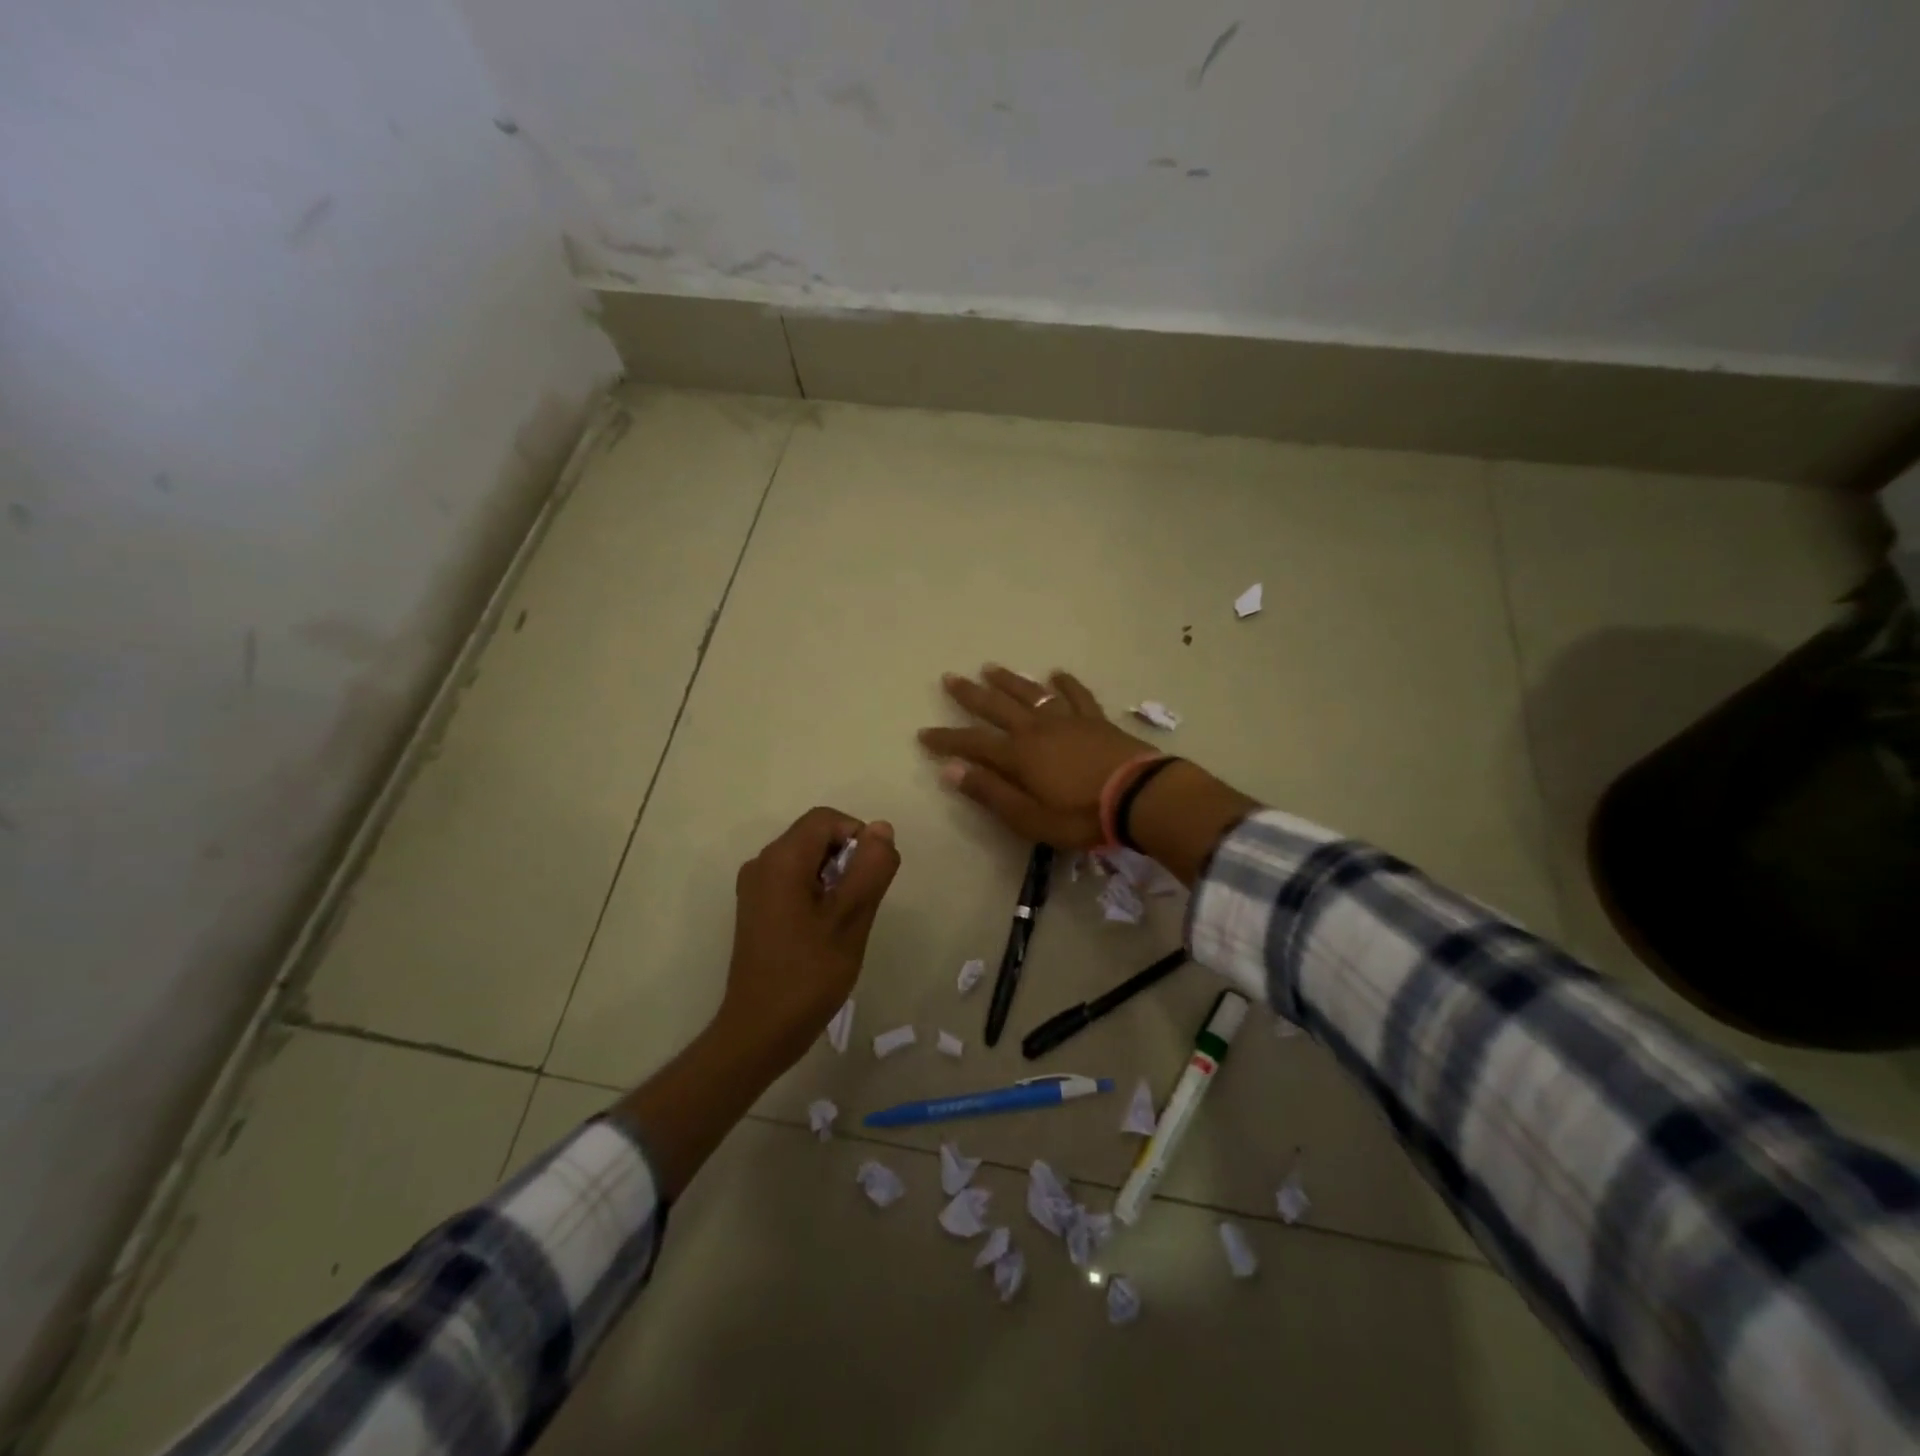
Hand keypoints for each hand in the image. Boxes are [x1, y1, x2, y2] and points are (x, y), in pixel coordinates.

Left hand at [718, 806, 900, 1070]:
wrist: (759, 1032)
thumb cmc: (809, 974)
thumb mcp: (851, 919)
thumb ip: (871, 868)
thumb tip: (882, 828)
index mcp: (781, 860)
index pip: (827, 820)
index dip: (858, 837)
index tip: (872, 878)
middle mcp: (762, 863)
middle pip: (816, 837)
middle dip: (848, 860)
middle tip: (861, 905)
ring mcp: (755, 887)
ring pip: (807, 860)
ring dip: (835, 878)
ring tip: (845, 922)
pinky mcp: (756, 909)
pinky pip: (794, 881)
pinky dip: (818, 892)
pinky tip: (826, 931)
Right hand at [917, 666, 1156, 847]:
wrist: (1139, 796)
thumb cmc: (1081, 815)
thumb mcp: (1030, 817)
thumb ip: (991, 792)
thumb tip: (950, 771)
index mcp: (1018, 755)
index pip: (972, 743)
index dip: (946, 739)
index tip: (924, 734)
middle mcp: (1037, 729)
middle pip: (997, 706)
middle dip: (970, 694)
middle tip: (949, 678)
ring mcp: (1068, 720)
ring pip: (1031, 693)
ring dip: (1009, 680)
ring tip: (989, 668)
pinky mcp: (1095, 720)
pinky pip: (1077, 695)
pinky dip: (1065, 683)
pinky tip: (1056, 674)